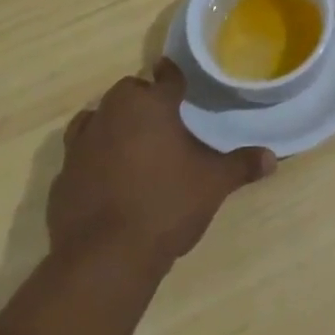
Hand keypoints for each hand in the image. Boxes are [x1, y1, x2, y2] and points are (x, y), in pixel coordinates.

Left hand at [48, 58, 275, 277]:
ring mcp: (81, 146)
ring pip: (95, 119)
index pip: (165, 77)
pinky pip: (79, 157)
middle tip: (161, 118)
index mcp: (150, 106)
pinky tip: (107, 180)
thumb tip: (273, 158)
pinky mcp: (62, 178)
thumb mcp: (214, 184)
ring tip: (130, 143)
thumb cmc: (167, 205)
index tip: (178, 78)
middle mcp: (112, 115)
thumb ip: (241, 165)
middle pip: (126, 92)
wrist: (105, 258)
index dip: (174, 76)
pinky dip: (92, 161)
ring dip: (111, 124)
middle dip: (142, 99)